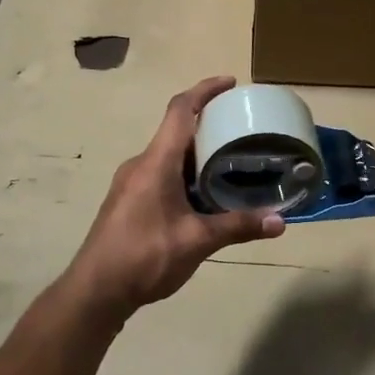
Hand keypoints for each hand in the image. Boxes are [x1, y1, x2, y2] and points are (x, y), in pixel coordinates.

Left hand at [66, 76, 283, 317]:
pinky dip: (185, 174)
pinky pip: (161, 173)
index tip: (230, 83)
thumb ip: (238, 227)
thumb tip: (279, 221)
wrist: (95, 291)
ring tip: (231, 164)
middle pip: (177, 131)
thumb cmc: (144, 256)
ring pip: (169, 156)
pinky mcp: (128, 201)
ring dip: (198, 154)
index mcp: (156, 162)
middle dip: (209, 127)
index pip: (180, 110)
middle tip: (242, 132)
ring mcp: (131, 183)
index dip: (205, 90)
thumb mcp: (197, 241)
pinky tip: (204, 197)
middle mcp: (141, 164)